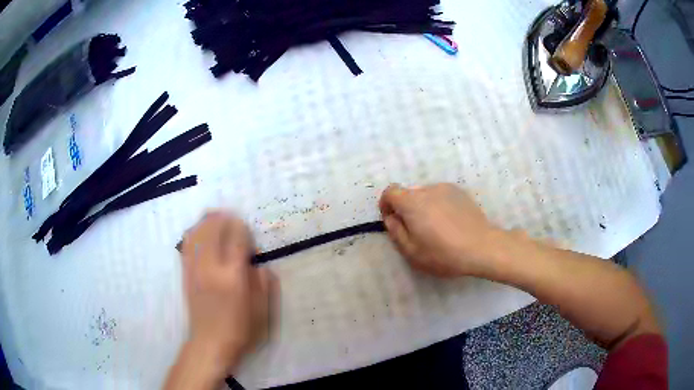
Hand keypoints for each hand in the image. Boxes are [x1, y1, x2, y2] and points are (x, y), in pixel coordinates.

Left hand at [180, 211, 275, 374]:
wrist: (211, 343)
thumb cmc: (241, 329)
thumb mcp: (262, 310)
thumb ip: (264, 282)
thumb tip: (258, 263)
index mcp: (233, 276)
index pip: (236, 238)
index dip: (242, 228)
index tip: (247, 230)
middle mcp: (211, 268)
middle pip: (213, 229)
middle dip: (224, 218)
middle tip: (232, 218)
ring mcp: (195, 269)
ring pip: (197, 232)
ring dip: (207, 221)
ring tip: (216, 217)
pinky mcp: (186, 273)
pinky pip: (187, 244)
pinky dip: (194, 232)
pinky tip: (200, 230)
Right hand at [379, 183, 501, 277]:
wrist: (481, 247)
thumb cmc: (443, 253)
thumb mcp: (411, 251)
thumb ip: (395, 231)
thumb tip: (392, 217)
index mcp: (412, 202)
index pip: (390, 192)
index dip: (386, 205)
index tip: (393, 221)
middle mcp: (427, 189)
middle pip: (408, 194)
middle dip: (406, 209)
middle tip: (416, 231)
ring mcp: (446, 189)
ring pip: (425, 195)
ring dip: (423, 207)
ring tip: (436, 229)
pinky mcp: (460, 193)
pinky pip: (441, 196)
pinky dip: (439, 206)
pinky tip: (450, 224)